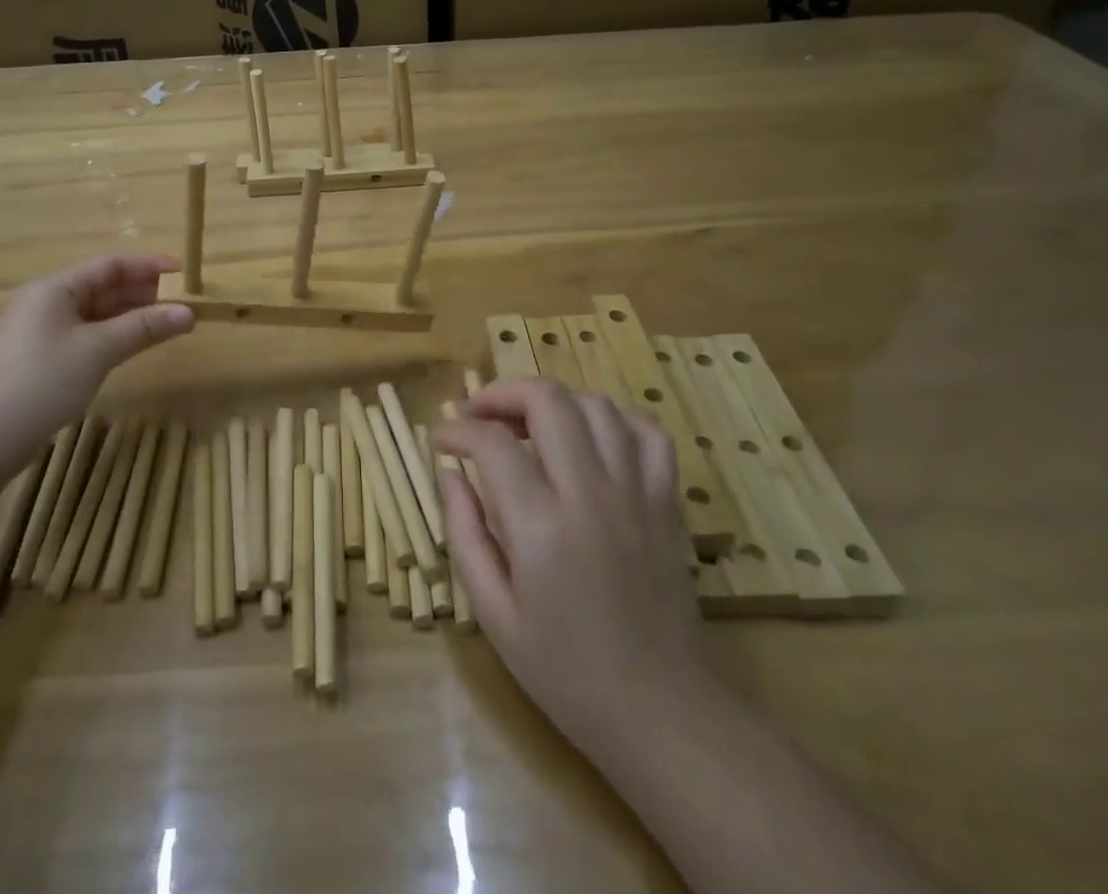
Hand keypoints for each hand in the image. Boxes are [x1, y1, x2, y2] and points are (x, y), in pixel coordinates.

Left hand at [0, 255, 194, 459]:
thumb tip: (189, 312)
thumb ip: (145, 327)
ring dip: (130, 315)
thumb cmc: (42, 382)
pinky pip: (85, 334)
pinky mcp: (40, 359)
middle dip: (142, 292)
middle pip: (102, 286)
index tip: (184, 272)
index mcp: (55, 288)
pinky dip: (112, 335)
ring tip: (166, 323)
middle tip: (181, 302)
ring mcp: (40, 331)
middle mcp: (46, 302)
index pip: (110, 265)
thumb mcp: (98, 350)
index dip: (149, 265)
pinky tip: (132, 345)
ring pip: (95, 313)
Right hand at [432, 378, 713, 764]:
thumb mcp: (493, 614)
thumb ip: (464, 533)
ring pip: (595, 404)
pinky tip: (590, 441)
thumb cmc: (564, 671)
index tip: (441, 440)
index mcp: (541, 527)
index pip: (492, 443)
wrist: (661, 713)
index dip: (457, 430)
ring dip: (553, 402)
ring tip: (528, 426)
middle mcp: (591, 494)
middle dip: (502, 393)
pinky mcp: (667, 501)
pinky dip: (613, 420)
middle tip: (478, 415)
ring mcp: (637, 492)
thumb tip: (449, 473)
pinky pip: (647, 432)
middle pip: (547, 400)